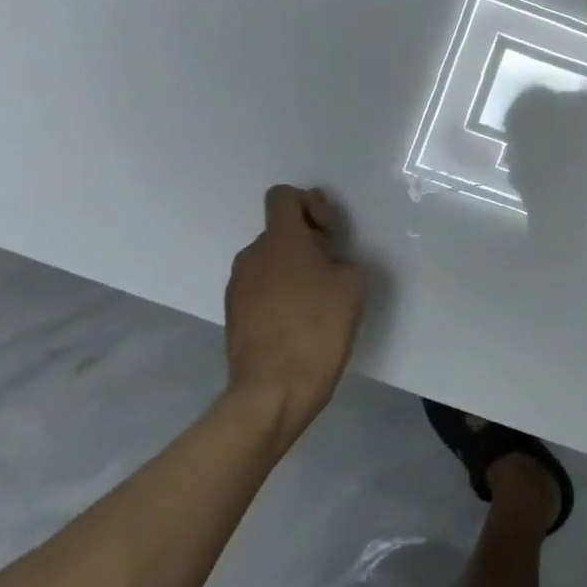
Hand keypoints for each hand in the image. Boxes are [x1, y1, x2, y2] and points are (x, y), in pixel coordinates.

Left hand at [225, 186, 367, 446]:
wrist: (274, 390)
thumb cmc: (317, 328)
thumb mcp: (352, 285)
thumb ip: (342, 261)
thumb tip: (329, 264)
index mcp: (280, 240)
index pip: (283, 196)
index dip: (311, 204)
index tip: (330, 233)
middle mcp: (252, 256)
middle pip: (279, 231)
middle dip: (307, 241)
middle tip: (333, 268)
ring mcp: (238, 287)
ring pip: (270, 262)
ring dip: (294, 270)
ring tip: (319, 300)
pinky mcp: (234, 315)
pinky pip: (262, 290)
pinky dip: (281, 295)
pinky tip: (301, 322)